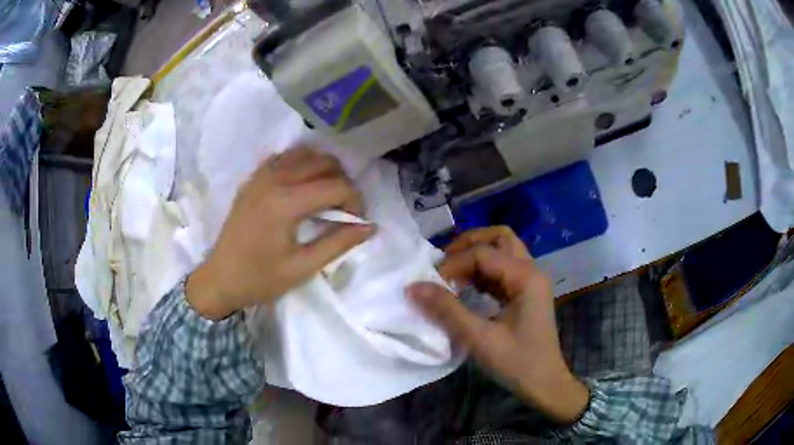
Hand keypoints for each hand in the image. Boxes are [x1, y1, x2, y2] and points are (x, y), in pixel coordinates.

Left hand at [186, 146, 374, 319]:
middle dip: (343, 182)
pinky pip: (282, 158)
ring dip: (322, 169)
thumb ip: (338, 243)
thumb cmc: (260, 279)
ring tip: (326, 194)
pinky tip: (301, 186)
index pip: (336, 186)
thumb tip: (370, 226)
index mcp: (287, 202)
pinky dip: (299, 165)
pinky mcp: (252, 180)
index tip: (358, 221)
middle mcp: (274, 179)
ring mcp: (260, 176)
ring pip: (303, 154)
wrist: (220, 279)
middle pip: (323, 162)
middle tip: (345, 208)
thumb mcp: (303, 267)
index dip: (356, 201)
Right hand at [407, 227, 588, 423]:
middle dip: (469, 244)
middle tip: (444, 262)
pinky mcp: (527, 293)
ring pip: (503, 251)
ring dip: (476, 257)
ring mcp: (531, 281)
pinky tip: (467, 288)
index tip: (431, 284)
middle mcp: (532, 271)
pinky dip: (483, 272)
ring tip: (451, 275)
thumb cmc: (517, 363)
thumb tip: (413, 287)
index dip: (454, 264)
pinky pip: (503, 270)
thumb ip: (447, 310)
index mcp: (526, 277)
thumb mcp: (479, 338)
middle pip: (500, 237)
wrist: (544, 384)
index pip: (484, 254)